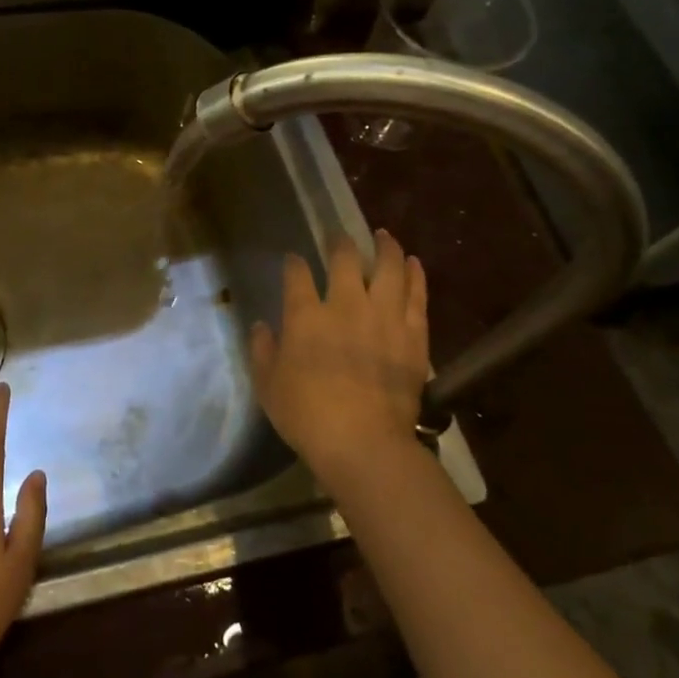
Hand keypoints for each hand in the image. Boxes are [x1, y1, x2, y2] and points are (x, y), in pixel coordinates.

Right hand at [250, 230, 431, 490]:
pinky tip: (413, 262)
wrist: (364, 442)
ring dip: (384, 248)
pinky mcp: (413, 335)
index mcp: (306, 315)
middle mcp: (346, 305)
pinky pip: (417, 295)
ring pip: (388, 268)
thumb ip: (263, 350)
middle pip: (345, 260)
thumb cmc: (307, 415)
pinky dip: (415, 274)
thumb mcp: (268, 385)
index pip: (298, 275)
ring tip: (384, 235)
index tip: (293, 260)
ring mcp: (384, 317)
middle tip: (339, 236)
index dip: (294, 264)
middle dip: (340, 243)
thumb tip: (261, 326)